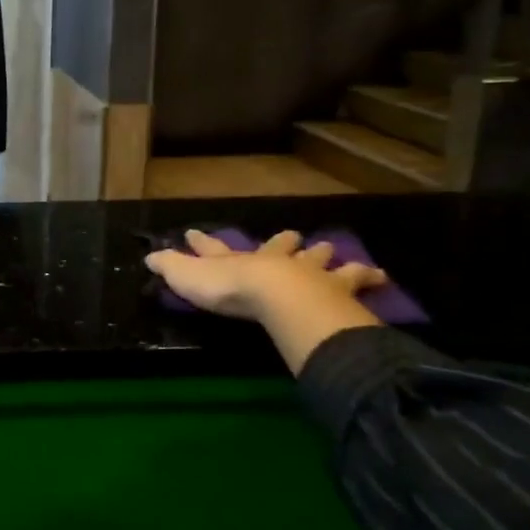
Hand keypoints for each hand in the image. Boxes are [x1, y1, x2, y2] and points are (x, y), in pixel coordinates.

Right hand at [145, 229, 387, 320]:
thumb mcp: (188, 278)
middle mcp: (274, 261)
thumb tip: (148, 255)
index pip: (214, 249)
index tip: (194, 231)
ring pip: (320, 260)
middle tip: (293, 236)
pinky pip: (356, 282)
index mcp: (237, 261)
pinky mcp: (336, 290)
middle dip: (283, 243)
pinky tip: (381, 279)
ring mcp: (308, 273)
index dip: (203, 242)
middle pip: (279, 247)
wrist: (279, 298)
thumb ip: (170, 267)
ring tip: (342, 255)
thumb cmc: (230, 289)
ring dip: (328, 258)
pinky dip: (368, 279)